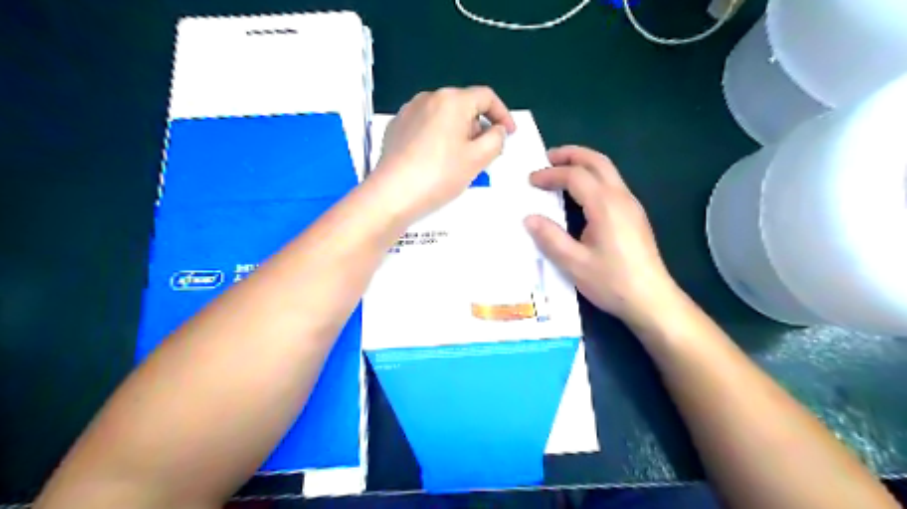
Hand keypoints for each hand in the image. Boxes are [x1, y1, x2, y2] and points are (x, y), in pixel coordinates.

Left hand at [369, 86, 517, 219]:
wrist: (392, 194)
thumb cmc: (439, 175)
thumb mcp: (477, 159)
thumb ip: (496, 139)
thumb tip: (496, 129)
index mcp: (452, 100)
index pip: (486, 97)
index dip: (503, 114)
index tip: (509, 134)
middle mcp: (428, 98)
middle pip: (464, 106)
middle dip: (479, 127)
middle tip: (484, 154)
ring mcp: (408, 111)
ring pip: (444, 117)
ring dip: (458, 133)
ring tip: (459, 161)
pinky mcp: (396, 127)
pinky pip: (425, 126)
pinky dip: (438, 138)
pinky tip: (435, 161)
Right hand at [524, 144, 680, 325]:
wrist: (652, 300)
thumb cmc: (612, 282)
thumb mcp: (574, 264)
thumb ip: (550, 238)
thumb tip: (529, 218)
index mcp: (605, 205)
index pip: (575, 176)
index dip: (550, 174)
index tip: (531, 181)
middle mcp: (621, 197)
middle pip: (597, 161)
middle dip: (571, 155)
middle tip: (547, 157)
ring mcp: (631, 205)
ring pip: (607, 170)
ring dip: (583, 164)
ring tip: (561, 170)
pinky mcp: (635, 215)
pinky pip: (612, 184)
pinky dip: (592, 177)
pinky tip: (580, 194)